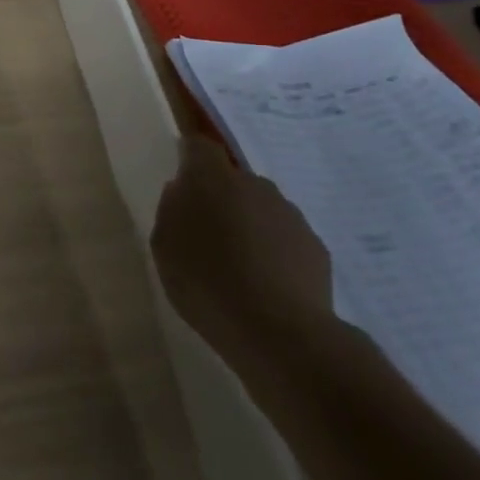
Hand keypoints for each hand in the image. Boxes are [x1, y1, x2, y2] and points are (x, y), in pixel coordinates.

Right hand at [150, 130, 335, 375]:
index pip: (199, 146)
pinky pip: (286, 240)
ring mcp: (289, 214)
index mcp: (212, 177)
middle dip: (221, 199)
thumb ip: (171, 210)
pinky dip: (276, 254)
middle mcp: (254, 184)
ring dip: (250, 226)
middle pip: (233, 180)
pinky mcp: (315, 247)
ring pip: (262, 210)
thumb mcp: (164, 246)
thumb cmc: (207, 282)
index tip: (183, 181)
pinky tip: (267, 288)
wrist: (280, 333)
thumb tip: (183, 192)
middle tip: (208, 236)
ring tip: (240, 269)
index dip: (191, 158)